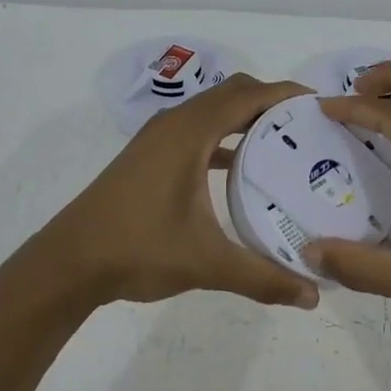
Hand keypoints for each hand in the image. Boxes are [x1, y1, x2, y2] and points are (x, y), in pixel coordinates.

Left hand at [45, 74, 321, 310]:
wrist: (69, 262)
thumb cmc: (138, 249)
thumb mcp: (206, 263)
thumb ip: (262, 277)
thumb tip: (312, 296)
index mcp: (190, 132)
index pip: (247, 94)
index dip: (285, 93)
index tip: (321, 106)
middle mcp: (174, 124)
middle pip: (232, 94)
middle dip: (271, 102)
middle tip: (309, 128)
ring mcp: (158, 138)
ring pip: (211, 111)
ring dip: (245, 118)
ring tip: (284, 143)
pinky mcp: (149, 156)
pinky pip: (196, 131)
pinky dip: (223, 138)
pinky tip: (241, 168)